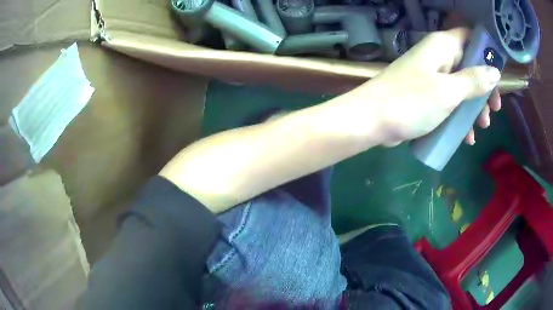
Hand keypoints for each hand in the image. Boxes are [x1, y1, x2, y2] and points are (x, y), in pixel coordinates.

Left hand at [354, 28, 501, 145]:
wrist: (372, 120)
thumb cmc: (411, 101)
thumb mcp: (449, 91)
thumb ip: (473, 80)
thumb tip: (494, 71)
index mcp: (442, 47)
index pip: (469, 37)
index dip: (486, 52)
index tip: (498, 75)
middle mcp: (437, 57)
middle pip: (469, 66)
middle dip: (484, 89)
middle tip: (493, 111)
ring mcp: (431, 77)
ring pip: (461, 87)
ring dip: (474, 108)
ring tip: (481, 127)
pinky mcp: (426, 96)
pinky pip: (449, 102)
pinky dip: (459, 117)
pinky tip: (466, 138)